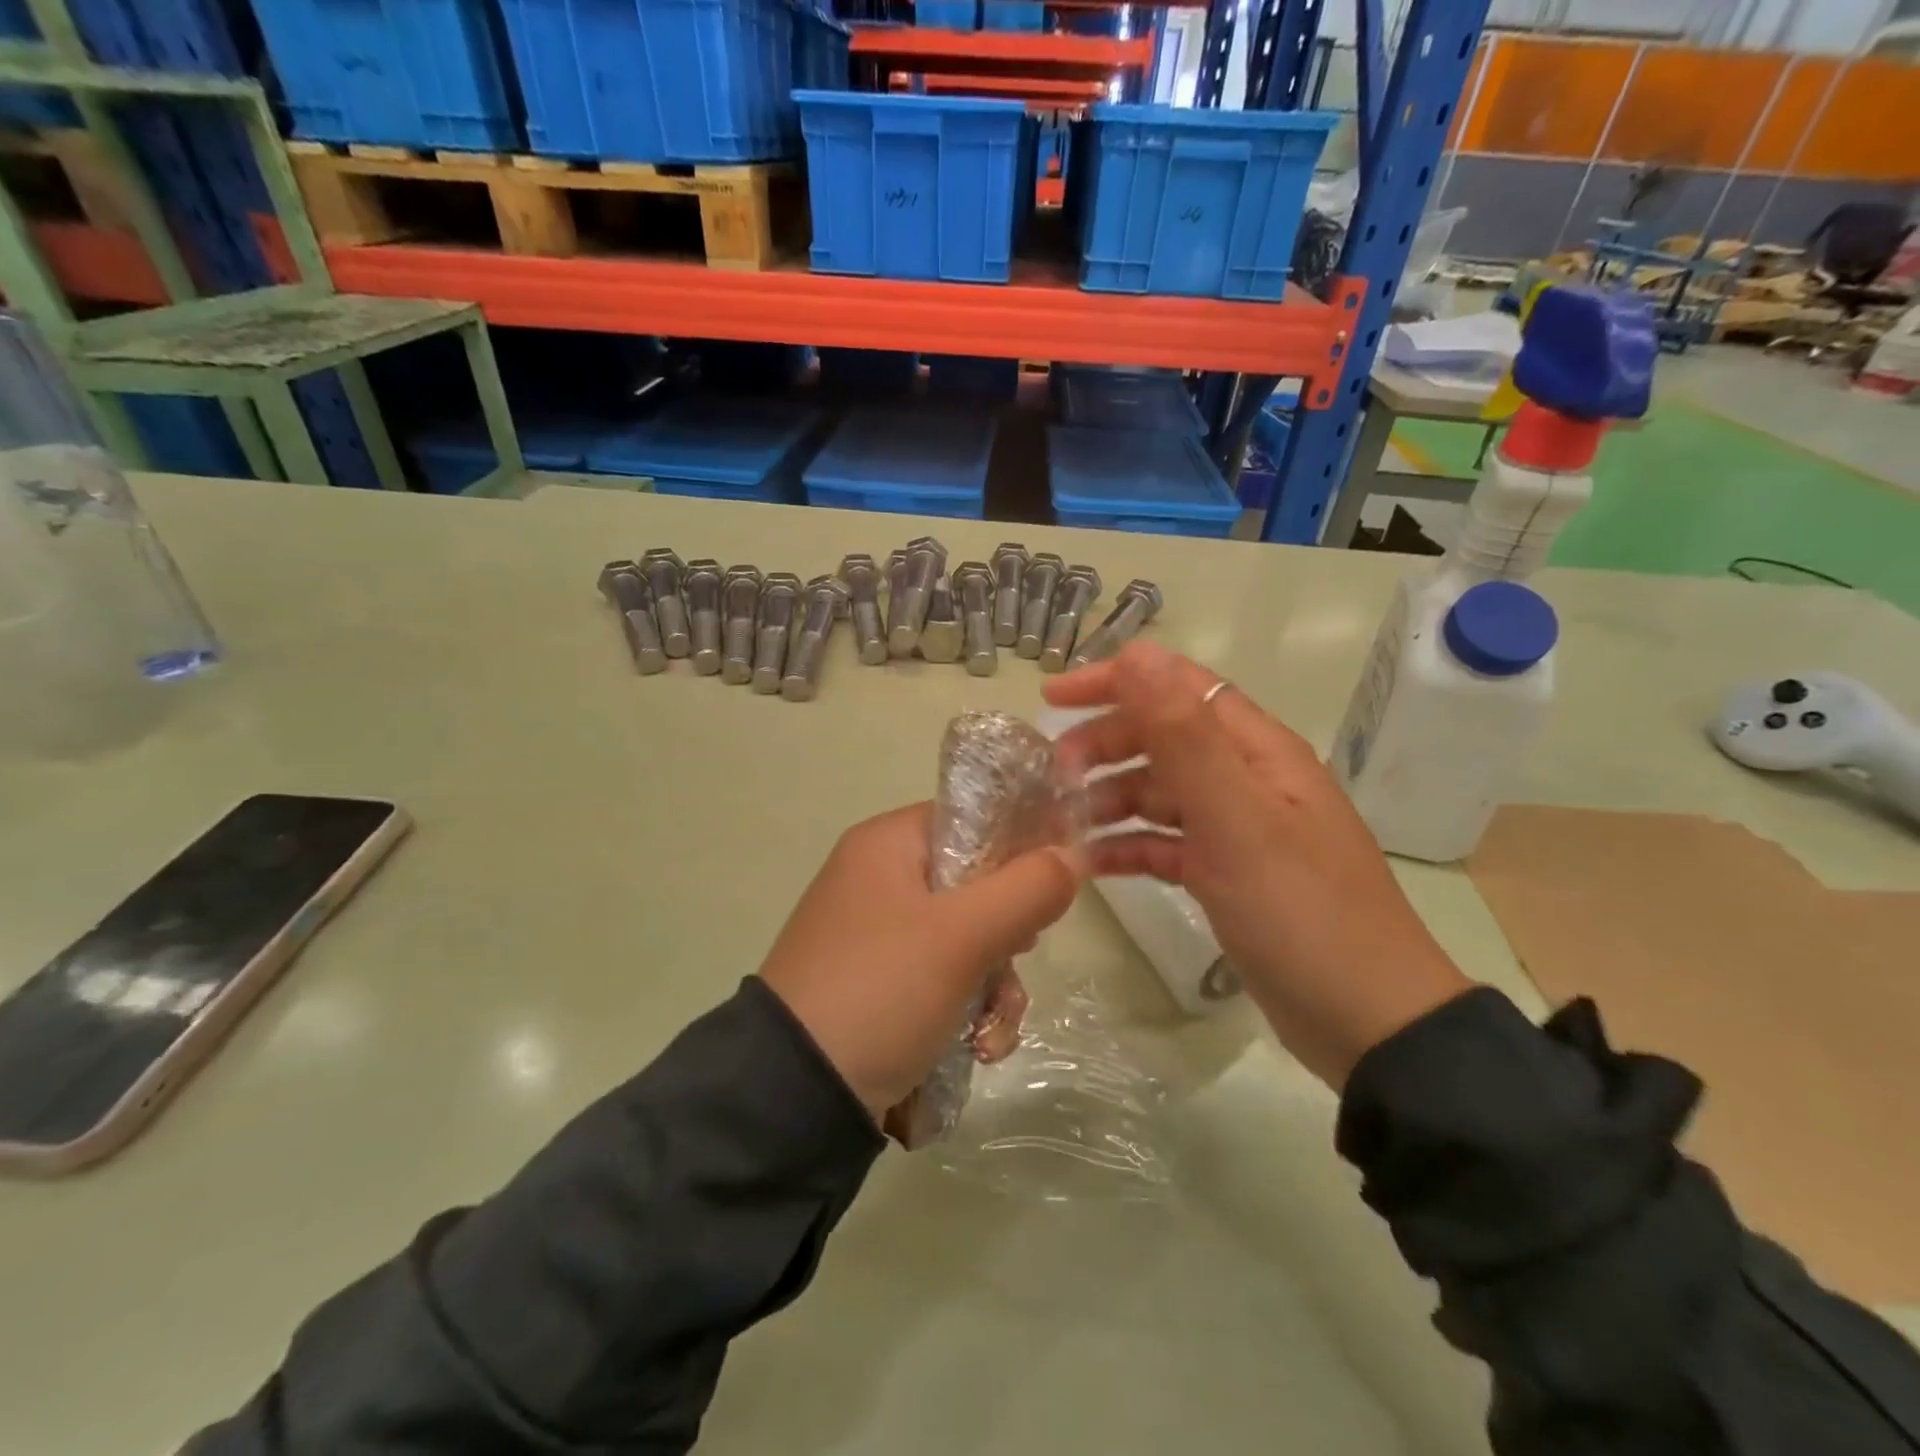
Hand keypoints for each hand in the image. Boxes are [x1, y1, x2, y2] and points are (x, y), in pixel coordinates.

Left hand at [758, 804, 1081, 1122]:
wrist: (793, 1096)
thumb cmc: (881, 990)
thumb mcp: (962, 937)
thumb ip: (1027, 888)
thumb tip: (1073, 854)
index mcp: (888, 844)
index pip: (973, 819)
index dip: (1021, 845)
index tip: (1052, 886)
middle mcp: (880, 879)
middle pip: (976, 884)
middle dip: (1008, 933)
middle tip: (1017, 955)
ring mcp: (878, 934)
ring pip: (967, 939)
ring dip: (995, 985)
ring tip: (991, 1030)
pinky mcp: (881, 984)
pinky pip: (943, 978)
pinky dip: (968, 1010)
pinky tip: (978, 1049)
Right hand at [1045, 642, 1468, 1089]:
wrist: (1365, 1021)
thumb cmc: (1299, 910)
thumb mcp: (1237, 817)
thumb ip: (1184, 735)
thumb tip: (1139, 654)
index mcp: (1257, 750)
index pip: (1178, 687)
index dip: (1116, 681)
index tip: (1053, 698)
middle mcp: (1247, 779)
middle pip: (1162, 738)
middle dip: (1105, 745)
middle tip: (1054, 774)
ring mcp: (1236, 830)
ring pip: (1159, 792)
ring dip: (1109, 798)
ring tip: (1063, 823)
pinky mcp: (1225, 875)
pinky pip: (1165, 845)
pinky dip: (1128, 847)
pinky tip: (1091, 864)